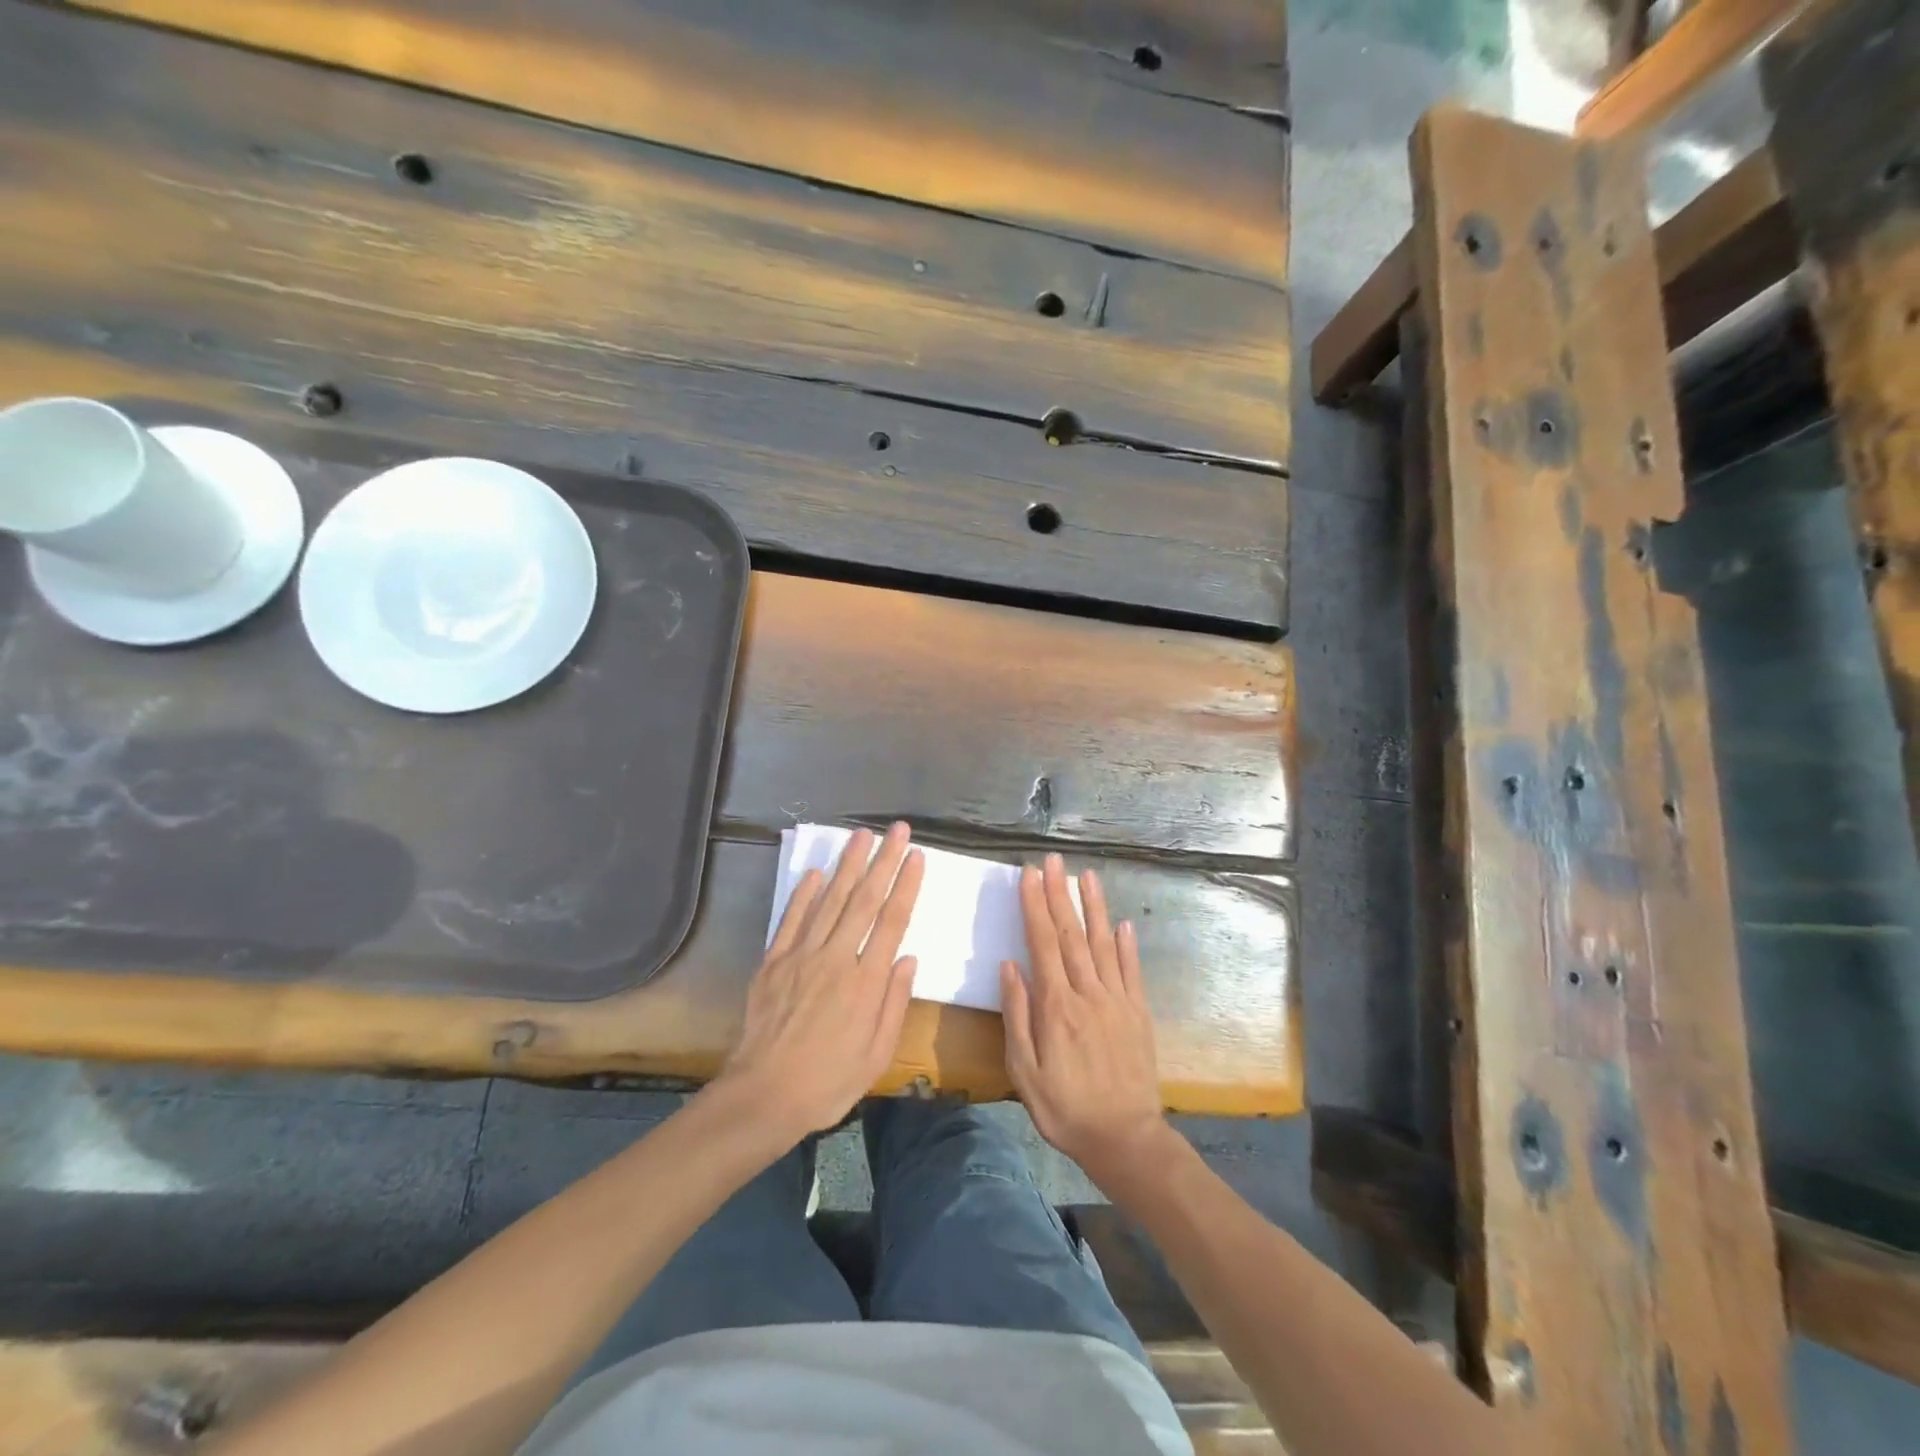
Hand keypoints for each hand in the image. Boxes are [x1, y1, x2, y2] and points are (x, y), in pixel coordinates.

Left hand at [718, 823, 924, 1144]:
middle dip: (883, 860)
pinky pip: (791, 919)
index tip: (916, 855)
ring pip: (829, 900)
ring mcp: (801, 956)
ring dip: (848, 865)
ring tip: (862, 835)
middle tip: (897, 829)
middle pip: (864, 900)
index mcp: (866, 982)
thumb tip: (908, 958)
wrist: (763, 1097)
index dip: (906, 885)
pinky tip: (815, 872)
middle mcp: (836, 958)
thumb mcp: (877, 1055)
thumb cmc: (828, 1082)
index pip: (892, 921)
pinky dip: (803, 893)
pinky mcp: (774, 961)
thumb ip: (894, 1003)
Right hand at [1000, 855, 1168, 1183]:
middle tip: (1052, 860)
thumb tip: (1010, 966)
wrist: (1124, 1138)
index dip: (1035, 906)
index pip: (1042, 943)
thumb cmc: (1063, 1107)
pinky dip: (1127, 944)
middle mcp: (1088, 993)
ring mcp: (1117, 1000)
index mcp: (1056, 1006)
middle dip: (1059, 893)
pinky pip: (1132, 970)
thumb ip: (1017, 1015)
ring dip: (1093, 907)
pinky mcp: (1139, 1012)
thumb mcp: (1024, 1070)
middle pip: (1071, 934)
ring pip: (1103, 943)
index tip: (1028, 875)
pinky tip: (1122, 922)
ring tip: (1086, 875)